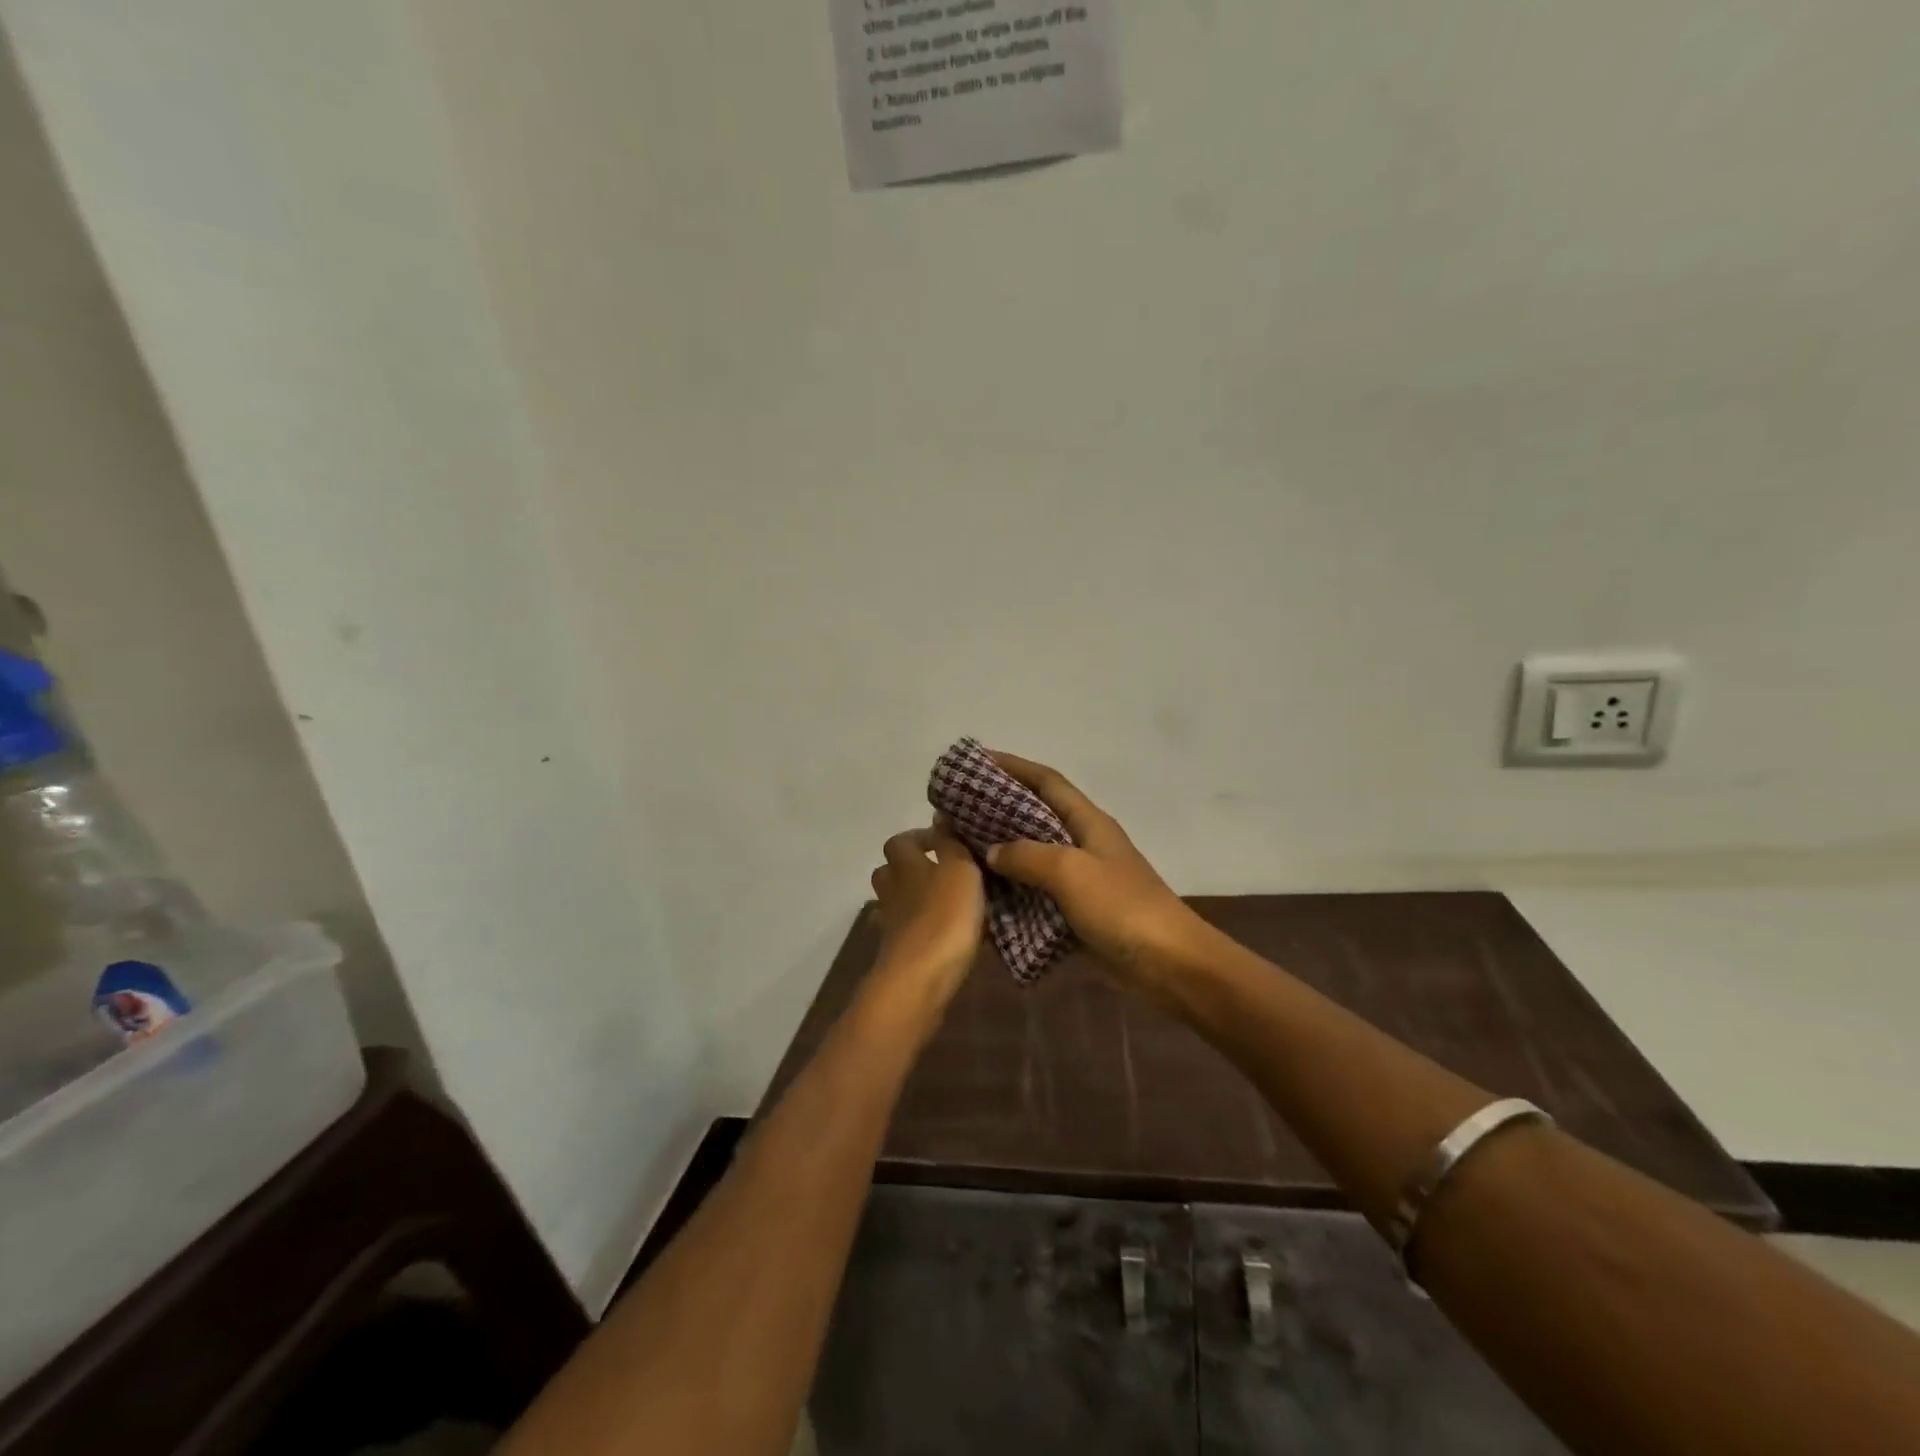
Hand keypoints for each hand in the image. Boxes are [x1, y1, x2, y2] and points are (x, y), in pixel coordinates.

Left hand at [869, 824, 984, 1000]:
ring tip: (948, 902)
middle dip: (912, 867)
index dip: (921, 837)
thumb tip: (940, 817)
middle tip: (944, 870)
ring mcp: (891, 923)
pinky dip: (921, 928)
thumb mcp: (960, 870)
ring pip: (898, 901)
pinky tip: (945, 934)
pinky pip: (908, 930)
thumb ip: (951, 844)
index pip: (901, 841)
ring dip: (917, 898)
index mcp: (905, 864)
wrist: (920, 979)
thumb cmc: (944, 916)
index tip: (947, 841)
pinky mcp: (897, 953)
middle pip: (890, 871)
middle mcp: (892, 890)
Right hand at [984, 752, 1211, 990]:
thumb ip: (1028, 856)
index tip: (976, 761)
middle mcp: (1084, 842)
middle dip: (998, 808)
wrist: (1169, 964)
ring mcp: (1083, 878)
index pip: (1046, 781)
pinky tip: (984, 896)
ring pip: (1033, 855)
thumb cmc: (1122, 907)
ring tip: (962, 849)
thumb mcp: (1071, 872)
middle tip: (957, 809)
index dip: (1013, 766)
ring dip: (1002, 850)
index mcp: (1088, 822)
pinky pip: (1038, 892)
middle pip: (1036, 815)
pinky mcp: (1079, 911)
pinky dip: (1013, 890)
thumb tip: (993, 851)